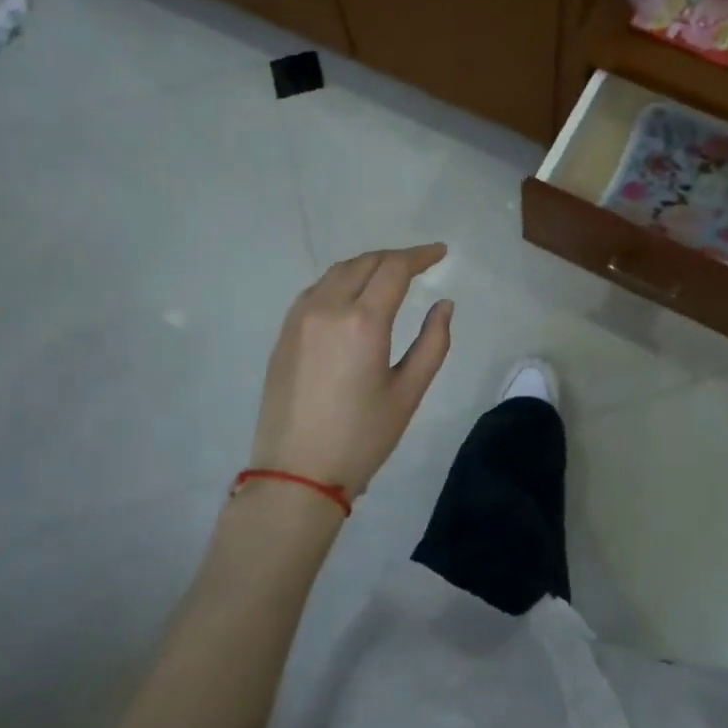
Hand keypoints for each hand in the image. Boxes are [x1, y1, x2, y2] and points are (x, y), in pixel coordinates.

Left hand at [249, 244, 453, 498]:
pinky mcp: (284, 333)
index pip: (394, 268)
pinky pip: (316, 290)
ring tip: (389, 274)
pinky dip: (341, 281)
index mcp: (363, 321)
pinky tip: (353, 295)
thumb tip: (444, 305)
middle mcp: (327, 308)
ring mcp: (299, 318)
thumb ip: (433, 343)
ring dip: (367, 265)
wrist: (296, 474)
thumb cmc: (361, 437)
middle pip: (365, 262)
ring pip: (337, 272)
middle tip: (420, 264)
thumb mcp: (408, 393)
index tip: (440, 253)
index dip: (420, 255)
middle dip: (395, 258)